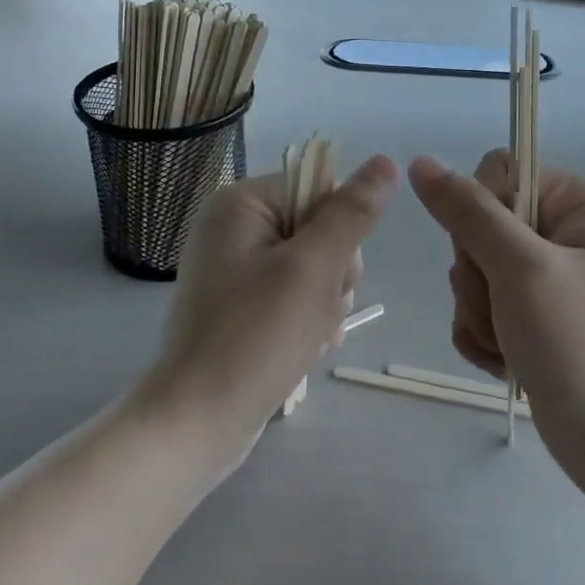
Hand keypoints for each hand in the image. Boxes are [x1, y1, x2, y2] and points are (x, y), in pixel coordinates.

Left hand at [146, 155, 398, 467]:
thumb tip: (386, 162)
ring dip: (326, 301)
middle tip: (316, 310)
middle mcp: (235, 226)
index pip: (321, 189)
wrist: (198, 422)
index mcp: (242, 204)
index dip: (341, 230)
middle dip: (334, 273)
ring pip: (317, 265)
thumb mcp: (313, 269)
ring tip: (309, 336)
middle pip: (322, 228)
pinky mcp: (244, 302)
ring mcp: (237, 266)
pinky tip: (305, 346)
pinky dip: (310, 317)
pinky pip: (297, 292)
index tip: (330, 272)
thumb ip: (351, 213)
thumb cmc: (255, 337)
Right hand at [408, 152, 584, 537]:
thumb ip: (468, 213)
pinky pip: (479, 308)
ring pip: (472, 272)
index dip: (479, 214)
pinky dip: (483, 337)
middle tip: (508, 313)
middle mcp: (562, 232)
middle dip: (478, 278)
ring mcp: (546, 279)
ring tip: (512, 347)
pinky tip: (506, 364)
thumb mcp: (523, 270)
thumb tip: (421, 162)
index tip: (496, 259)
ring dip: (479, 314)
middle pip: (477, 226)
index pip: (496, 173)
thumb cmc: (583, 346)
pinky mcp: (531, 319)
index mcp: (576, 202)